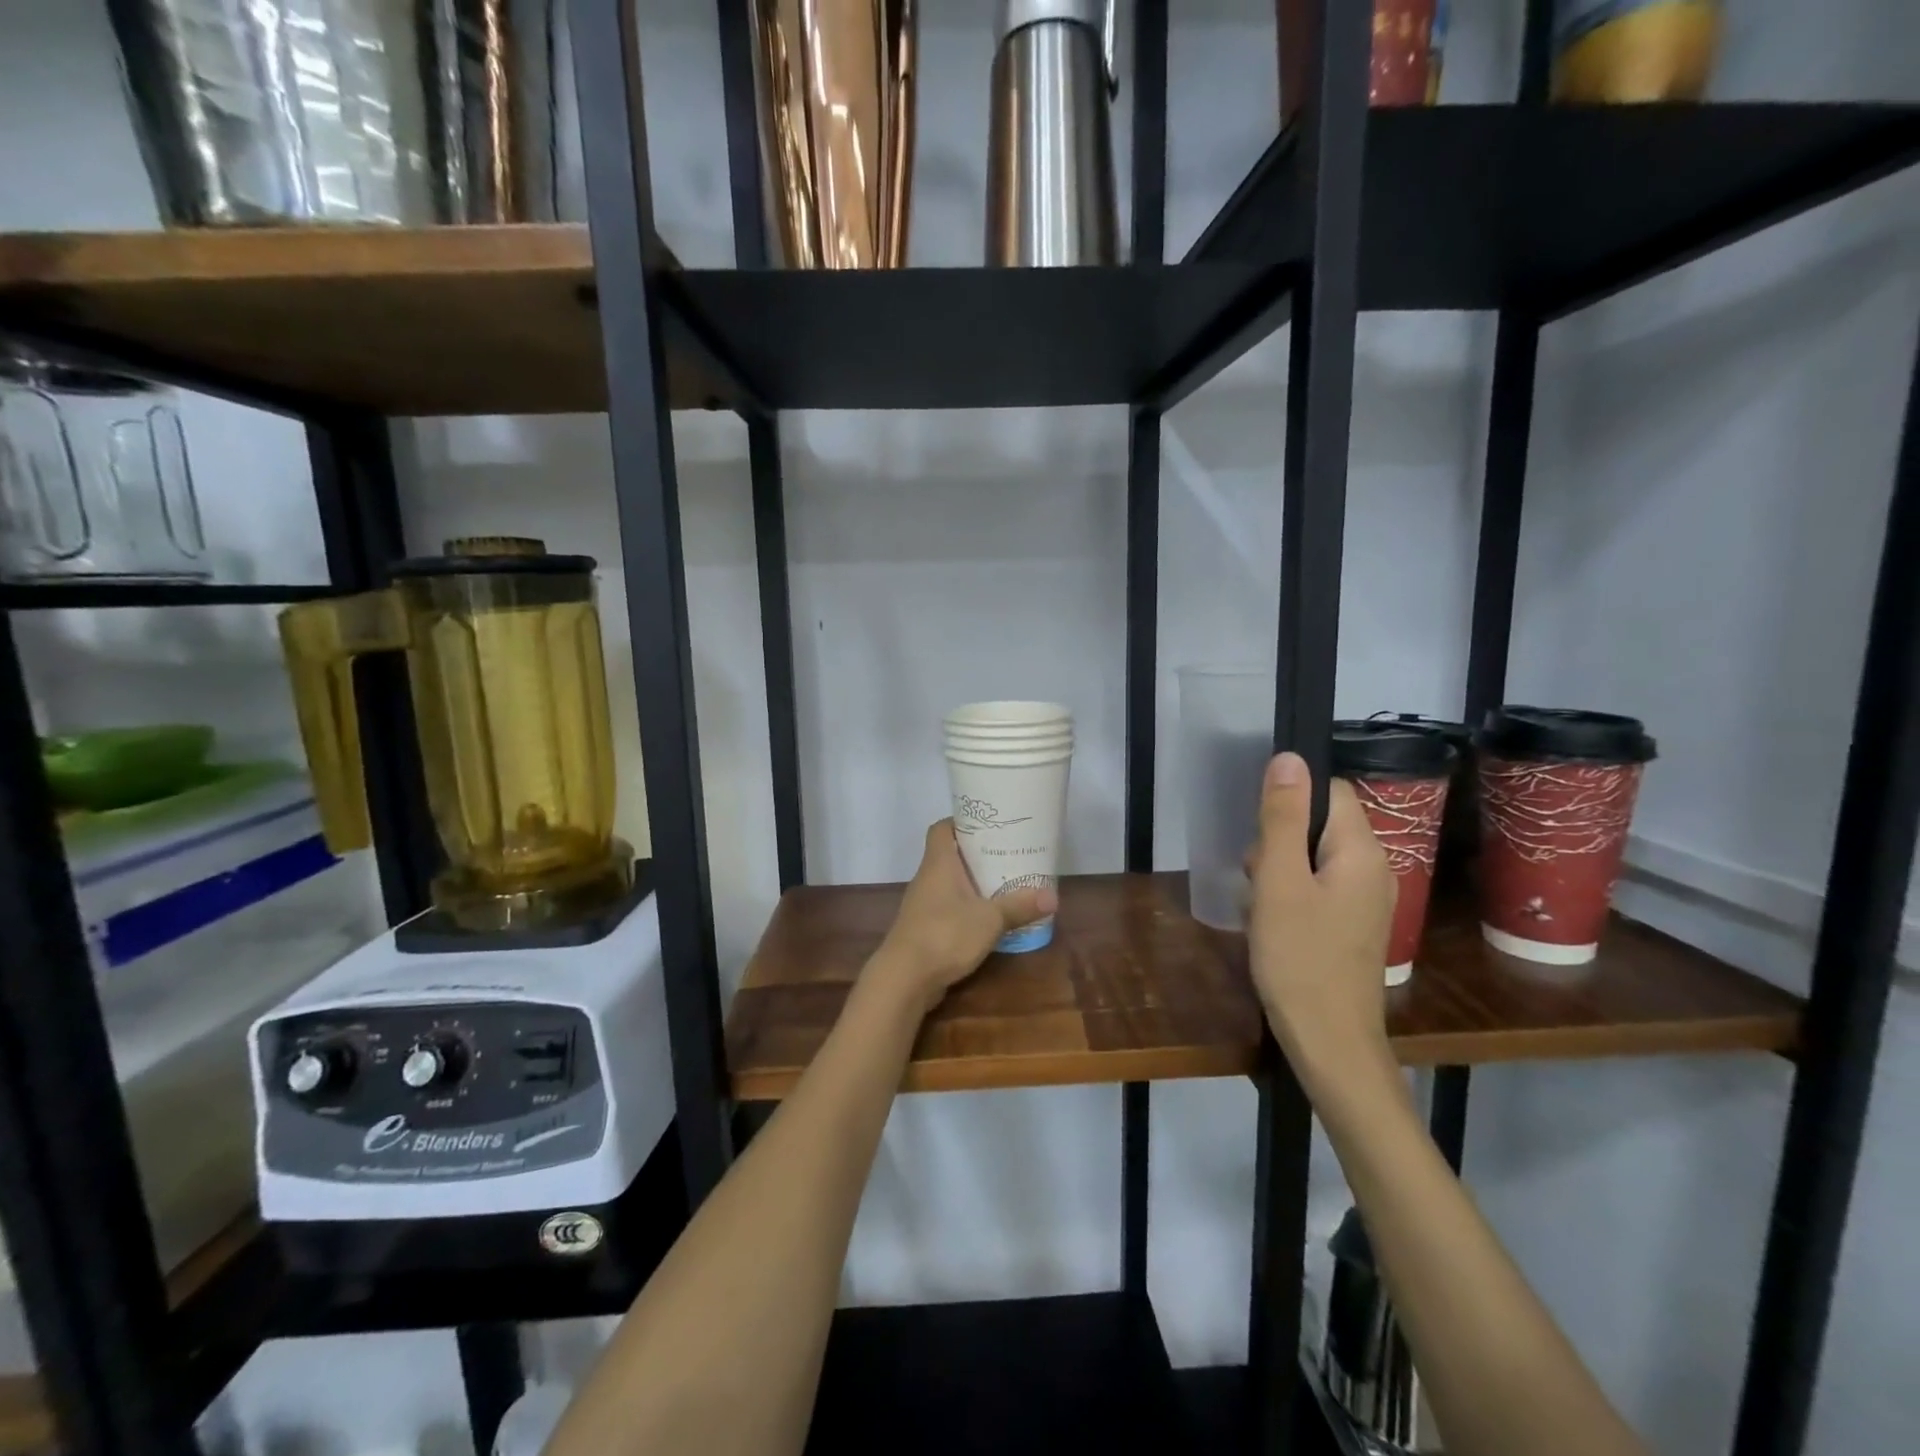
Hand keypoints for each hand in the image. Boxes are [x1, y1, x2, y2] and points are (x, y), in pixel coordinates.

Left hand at [873, 820, 1058, 1013]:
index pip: (942, 828)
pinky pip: (947, 908)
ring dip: (972, 883)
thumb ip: (1019, 906)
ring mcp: (922, 905)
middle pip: (949, 855)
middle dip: (976, 854)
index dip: (962, 821)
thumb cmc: (945, 934)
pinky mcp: (923, 928)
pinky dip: (966, 908)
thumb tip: (1053, 897)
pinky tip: (987, 918)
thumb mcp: (990, 919)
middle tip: (1007, 853)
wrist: (904, 978)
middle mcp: (927, 878)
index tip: (988, 824)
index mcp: (938, 863)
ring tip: (1003, 883)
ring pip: (949, 883)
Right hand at [1247, 752, 1396, 1091]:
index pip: (1329, 791)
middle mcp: (1372, 869)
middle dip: (1277, 842)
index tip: (1259, 831)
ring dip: (1278, 872)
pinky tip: (1272, 926)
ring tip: (1262, 907)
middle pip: (1319, 825)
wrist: (1329, 1042)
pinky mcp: (1352, 925)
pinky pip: (1316, 889)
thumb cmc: (1299, 957)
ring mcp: (1364, 900)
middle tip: (1257, 879)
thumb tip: (1289, 757)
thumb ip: (1282, 818)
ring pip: (1312, 858)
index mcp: (1362, 851)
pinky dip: (1289, 897)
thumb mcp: (1279, 881)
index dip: (1289, 800)